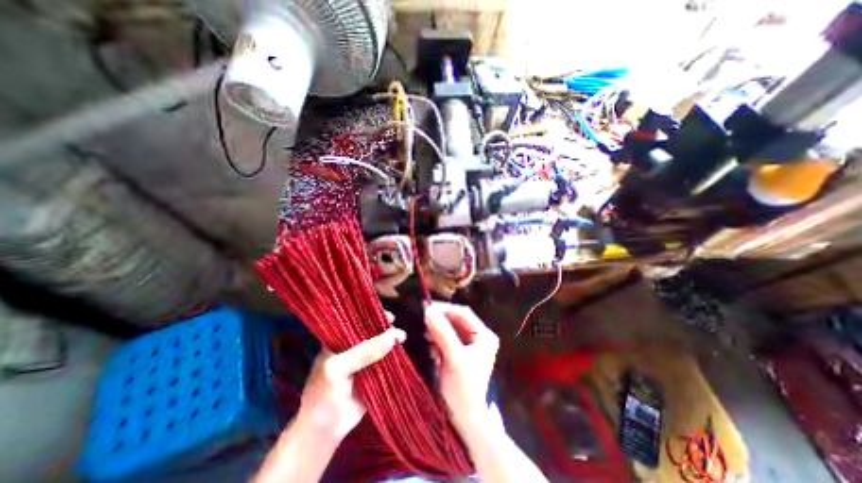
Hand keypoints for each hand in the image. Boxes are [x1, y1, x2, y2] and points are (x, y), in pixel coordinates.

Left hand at [295, 322, 405, 440]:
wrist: (324, 432)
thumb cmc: (323, 395)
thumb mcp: (338, 369)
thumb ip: (363, 352)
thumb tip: (392, 336)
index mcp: (339, 342)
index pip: (357, 322)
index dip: (372, 316)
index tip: (387, 316)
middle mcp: (353, 348)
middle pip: (372, 333)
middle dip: (385, 329)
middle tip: (397, 329)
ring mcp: (364, 362)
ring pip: (380, 347)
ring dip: (391, 342)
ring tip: (402, 338)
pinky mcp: (374, 375)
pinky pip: (386, 362)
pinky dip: (394, 357)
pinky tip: (402, 352)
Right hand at [424, 302, 499, 433]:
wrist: (465, 421)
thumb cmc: (464, 388)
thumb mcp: (454, 358)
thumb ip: (442, 332)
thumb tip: (428, 310)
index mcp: (484, 336)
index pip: (463, 313)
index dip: (445, 309)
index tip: (426, 308)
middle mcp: (478, 338)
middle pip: (456, 320)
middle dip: (440, 320)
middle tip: (423, 320)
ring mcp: (469, 346)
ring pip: (450, 329)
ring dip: (437, 331)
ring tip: (426, 336)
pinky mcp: (459, 354)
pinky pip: (446, 340)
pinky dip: (437, 341)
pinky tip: (431, 348)